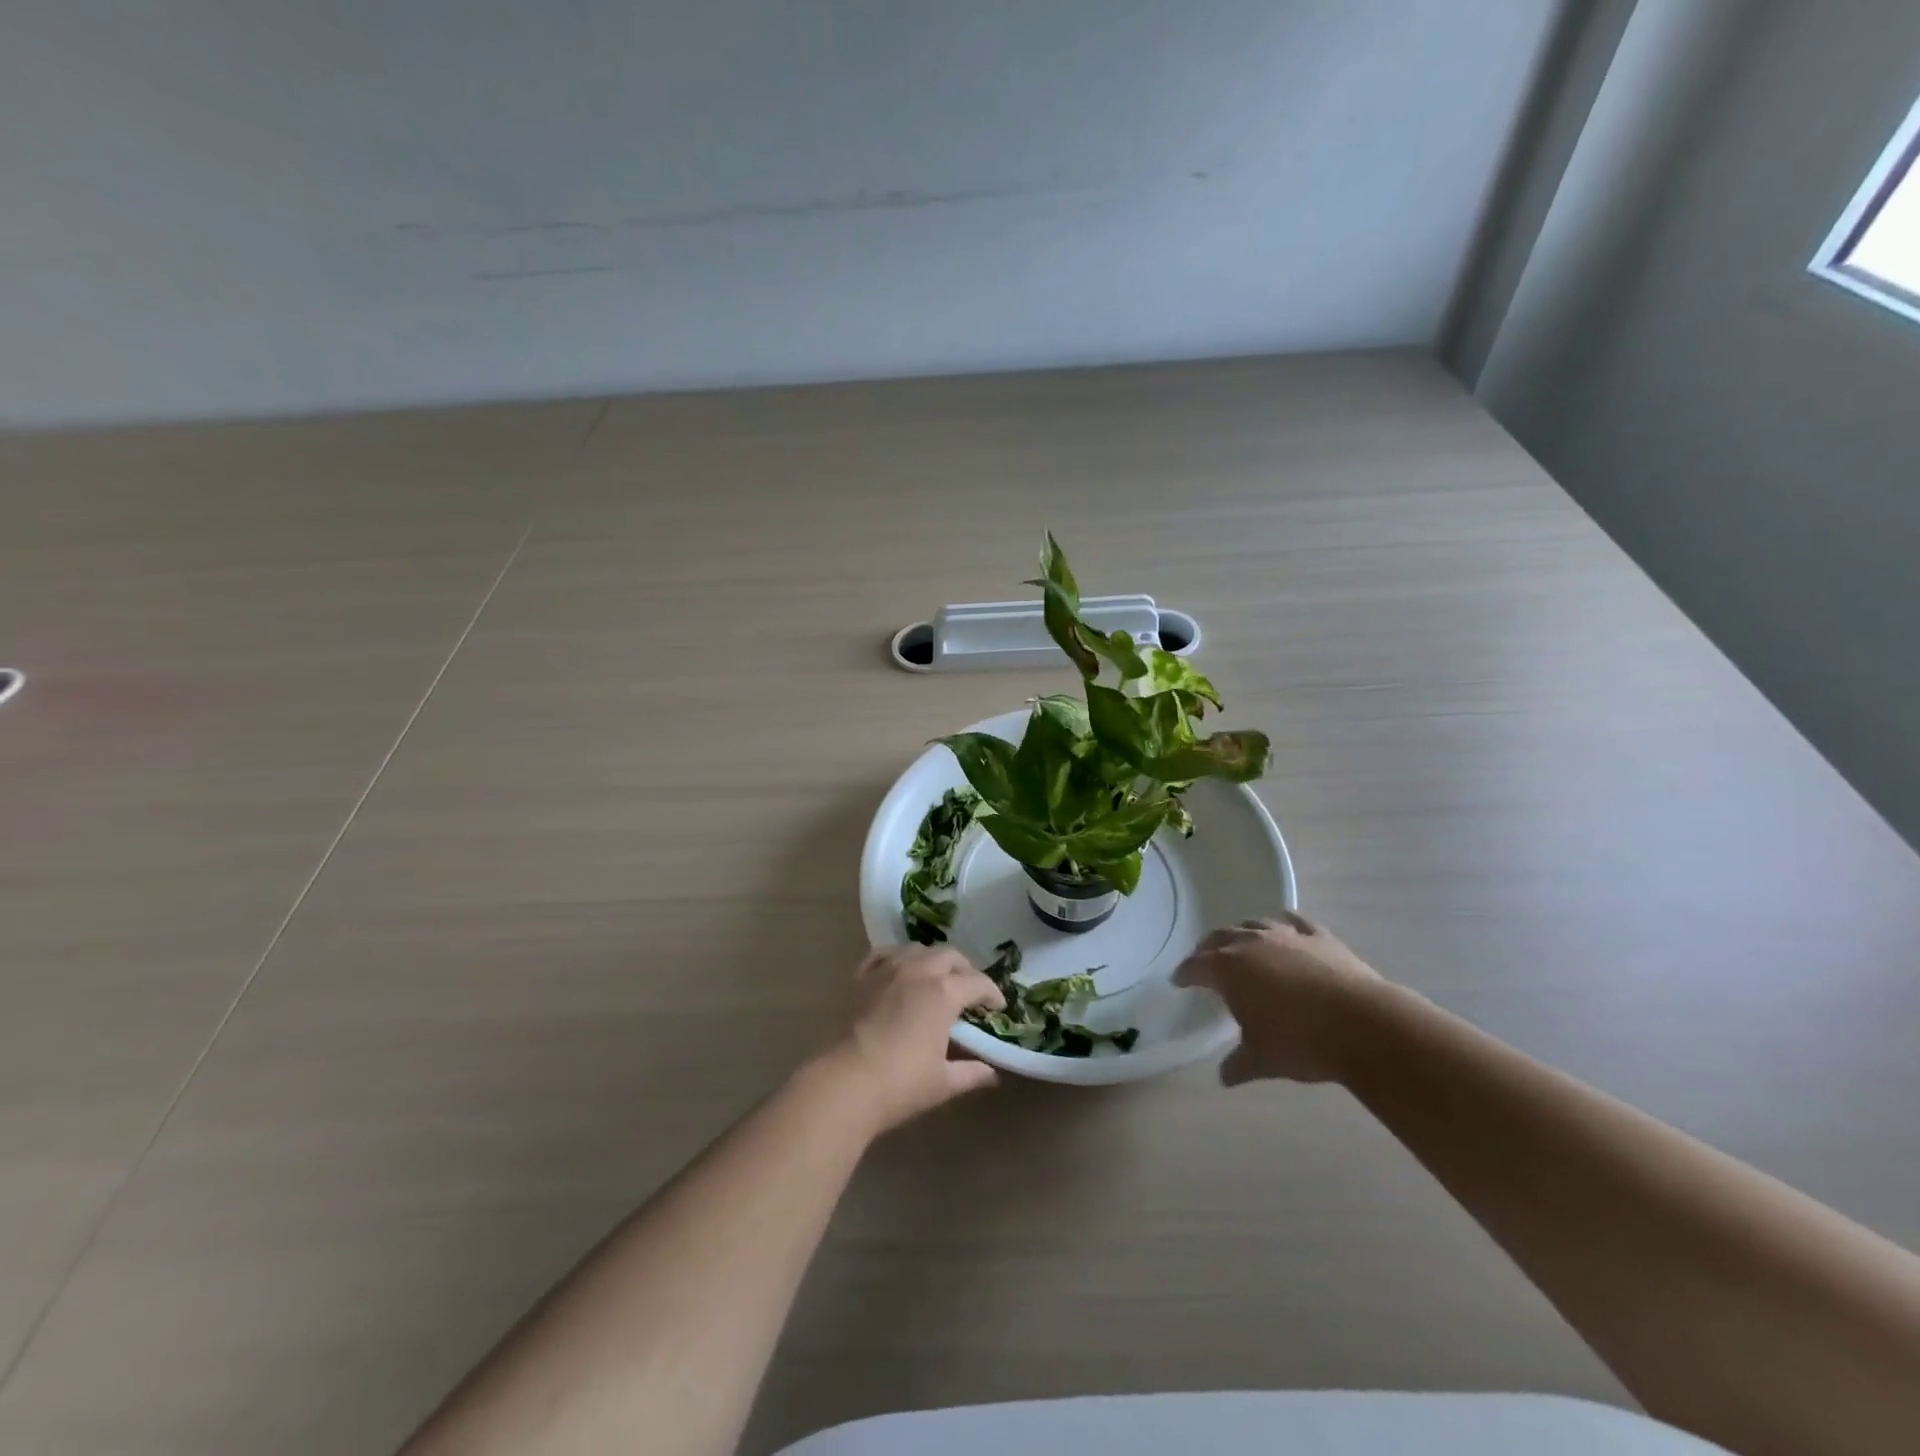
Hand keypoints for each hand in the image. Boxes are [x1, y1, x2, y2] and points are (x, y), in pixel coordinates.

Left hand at [816, 945, 1006, 1134]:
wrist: (846, 1082)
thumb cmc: (901, 1083)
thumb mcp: (944, 1083)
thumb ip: (972, 1073)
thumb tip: (992, 1074)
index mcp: (944, 992)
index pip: (978, 982)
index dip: (992, 993)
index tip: (997, 1006)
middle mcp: (919, 970)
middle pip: (950, 956)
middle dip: (965, 970)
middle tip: (969, 991)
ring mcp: (888, 969)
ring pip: (918, 949)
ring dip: (933, 960)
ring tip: (936, 978)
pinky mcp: (863, 977)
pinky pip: (884, 954)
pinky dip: (897, 958)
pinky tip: (899, 970)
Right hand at [1175, 913, 1389, 1085]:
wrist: (1363, 1025)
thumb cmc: (1300, 1041)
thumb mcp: (1262, 1060)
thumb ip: (1237, 1064)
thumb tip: (1224, 1076)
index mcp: (1228, 969)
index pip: (1196, 965)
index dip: (1185, 973)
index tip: (1179, 980)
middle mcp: (1251, 943)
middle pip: (1220, 937)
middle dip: (1209, 948)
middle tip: (1205, 960)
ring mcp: (1286, 935)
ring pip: (1254, 924)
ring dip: (1243, 933)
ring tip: (1242, 944)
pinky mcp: (1319, 937)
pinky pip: (1296, 922)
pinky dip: (1286, 923)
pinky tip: (1287, 927)